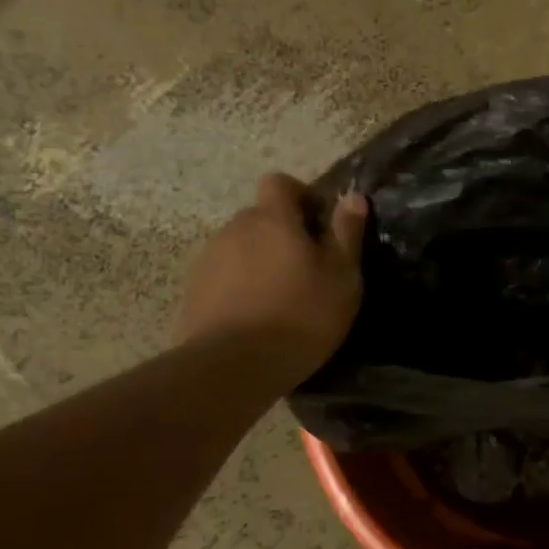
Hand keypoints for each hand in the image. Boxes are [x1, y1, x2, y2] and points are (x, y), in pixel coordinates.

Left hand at [176, 174, 368, 384]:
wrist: (233, 365)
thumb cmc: (301, 316)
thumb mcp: (342, 277)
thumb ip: (347, 233)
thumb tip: (354, 197)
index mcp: (272, 219)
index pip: (280, 183)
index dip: (301, 195)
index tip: (319, 224)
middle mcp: (235, 228)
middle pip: (260, 217)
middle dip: (282, 233)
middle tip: (307, 268)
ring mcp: (209, 259)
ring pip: (241, 247)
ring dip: (260, 260)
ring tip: (281, 297)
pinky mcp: (193, 290)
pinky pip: (224, 276)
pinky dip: (240, 286)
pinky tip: (256, 316)